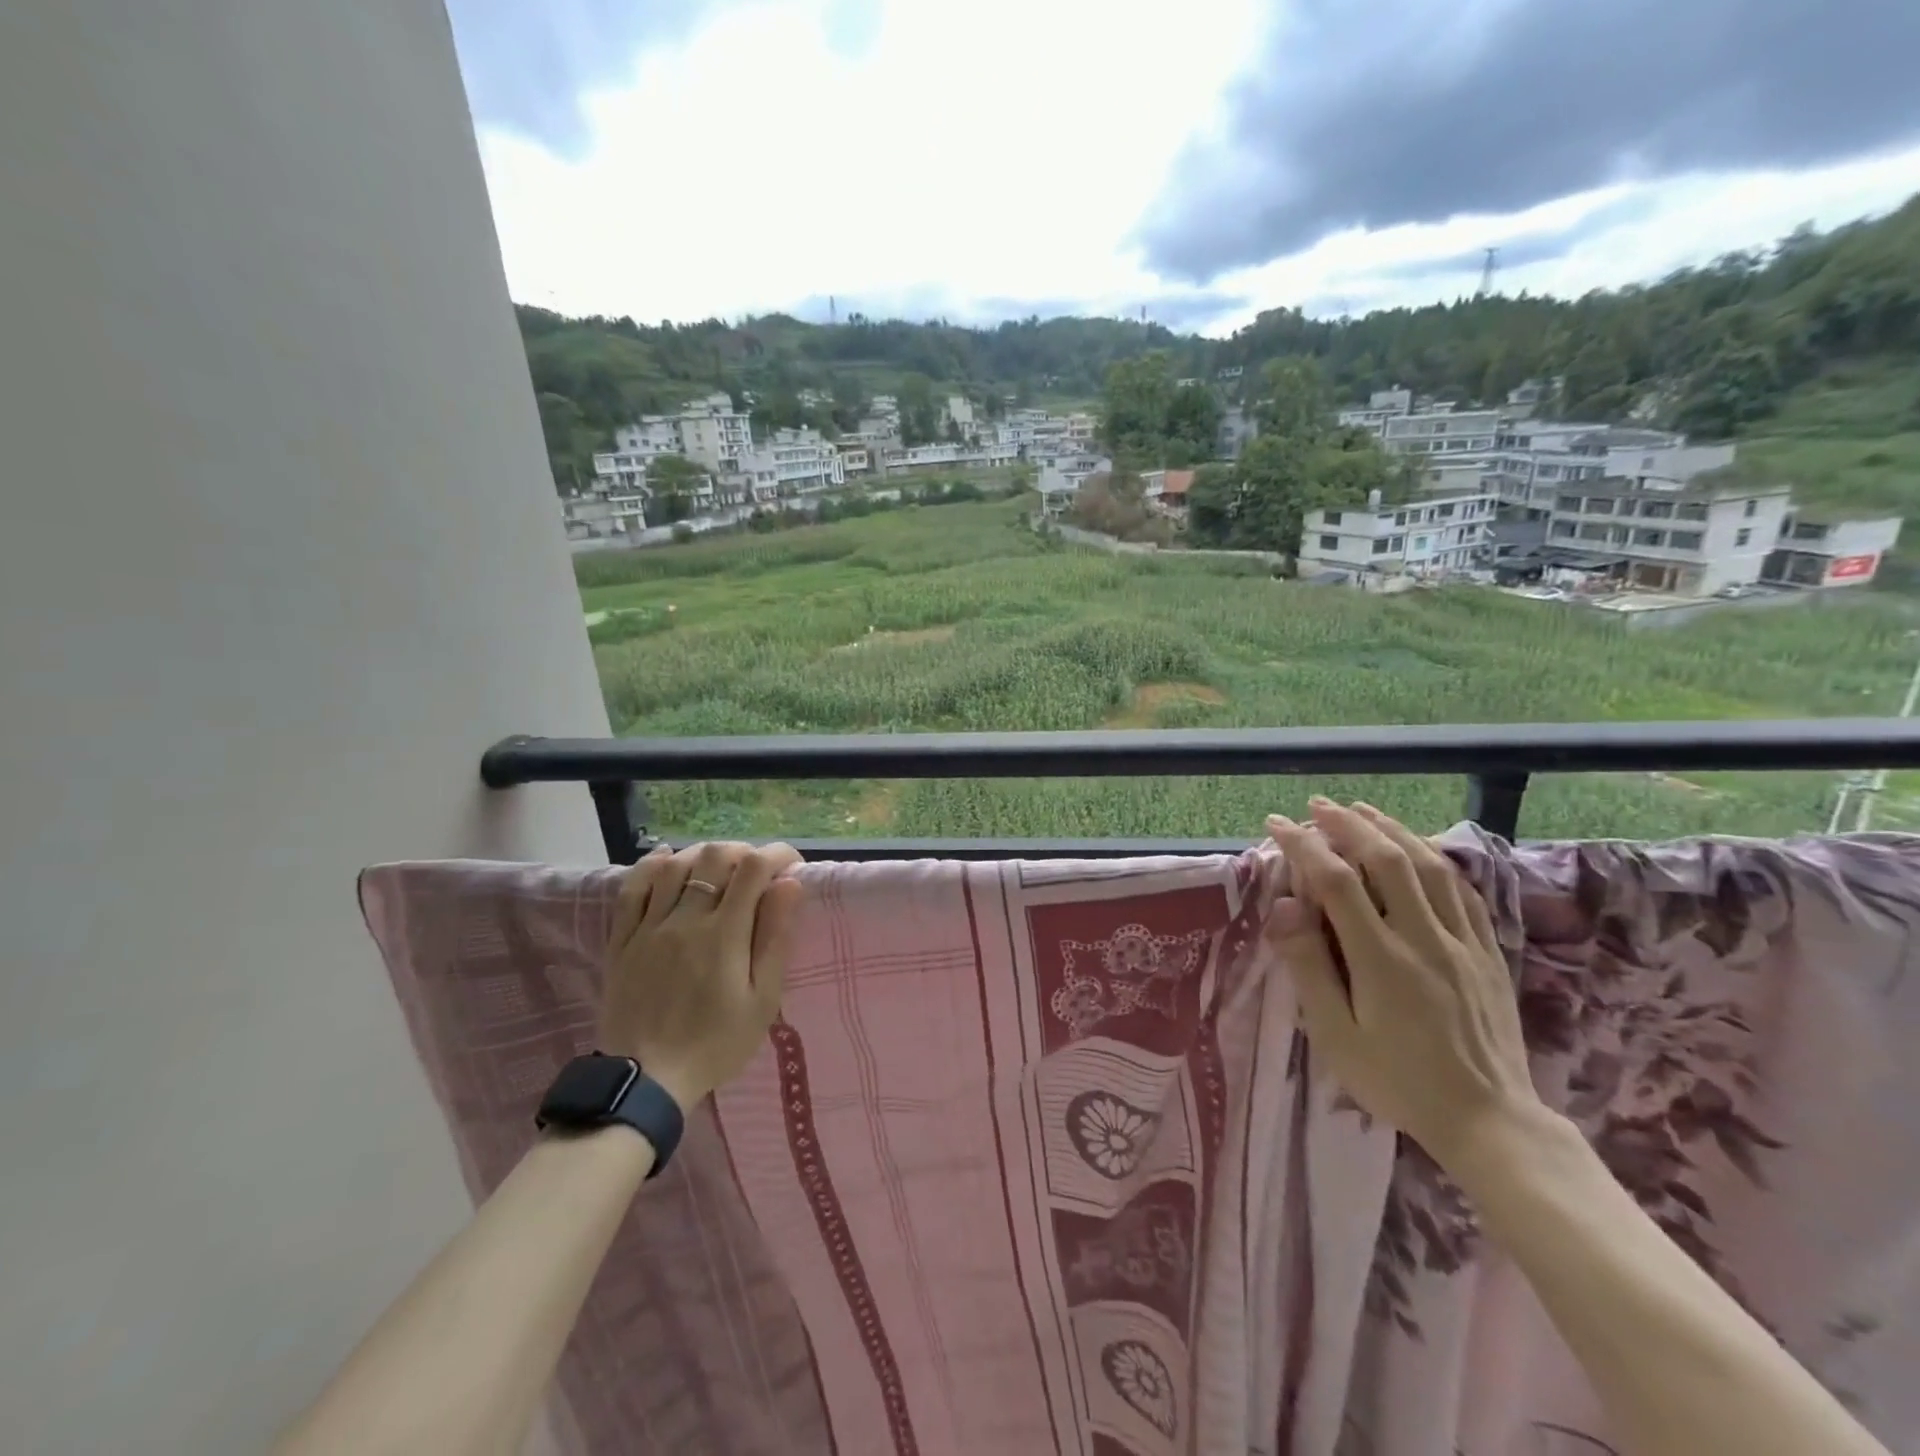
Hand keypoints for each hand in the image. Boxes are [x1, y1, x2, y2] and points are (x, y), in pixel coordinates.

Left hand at [599, 841, 804, 1109]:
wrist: (645, 1082)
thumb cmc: (716, 1043)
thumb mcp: (761, 1000)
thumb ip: (775, 938)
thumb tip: (789, 885)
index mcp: (724, 934)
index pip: (754, 868)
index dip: (777, 854)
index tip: (791, 865)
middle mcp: (685, 919)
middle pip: (714, 856)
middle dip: (743, 852)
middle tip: (757, 871)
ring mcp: (649, 927)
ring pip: (675, 864)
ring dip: (703, 856)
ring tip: (719, 870)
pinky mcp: (622, 940)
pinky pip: (632, 888)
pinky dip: (653, 865)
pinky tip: (668, 861)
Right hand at [1263, 799, 1545, 1171]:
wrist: (1489, 1121)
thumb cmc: (1397, 1081)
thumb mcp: (1336, 1036)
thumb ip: (1309, 967)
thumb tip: (1284, 907)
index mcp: (1381, 958)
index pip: (1335, 881)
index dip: (1303, 845)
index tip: (1277, 824)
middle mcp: (1424, 937)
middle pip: (1386, 859)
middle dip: (1348, 824)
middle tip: (1319, 805)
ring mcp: (1463, 942)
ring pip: (1429, 866)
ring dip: (1392, 830)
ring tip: (1363, 810)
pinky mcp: (1488, 952)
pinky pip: (1463, 891)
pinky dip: (1435, 860)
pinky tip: (1419, 851)